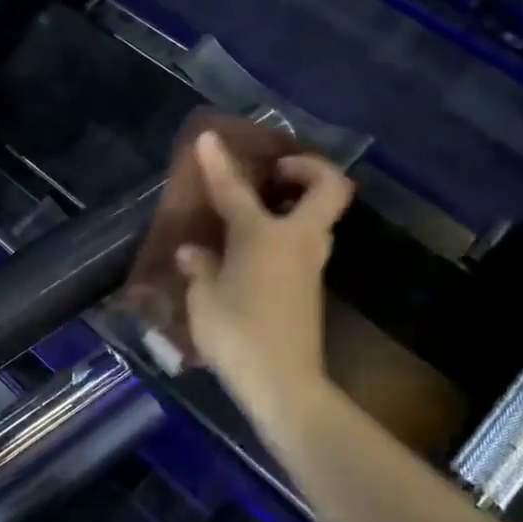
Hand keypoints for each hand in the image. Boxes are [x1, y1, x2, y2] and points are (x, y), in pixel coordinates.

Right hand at [175, 130, 353, 434]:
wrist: (284, 383)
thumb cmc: (237, 334)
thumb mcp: (203, 300)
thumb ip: (200, 268)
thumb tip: (194, 251)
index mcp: (262, 235)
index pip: (235, 189)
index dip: (218, 162)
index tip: (208, 138)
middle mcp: (296, 240)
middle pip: (328, 188)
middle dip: (307, 168)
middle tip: (276, 173)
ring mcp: (310, 264)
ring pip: (320, 218)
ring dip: (299, 203)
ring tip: (263, 209)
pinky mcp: (312, 287)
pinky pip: (306, 244)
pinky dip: (290, 233)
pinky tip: (256, 252)